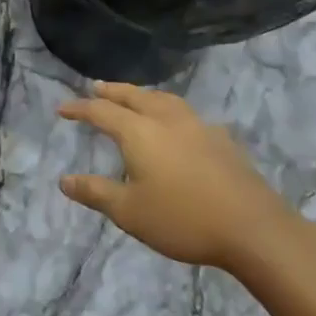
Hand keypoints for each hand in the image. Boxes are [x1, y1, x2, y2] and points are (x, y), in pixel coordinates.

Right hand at [57, 82, 295, 271]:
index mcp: (139, 133)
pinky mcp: (221, 140)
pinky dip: (170, 110)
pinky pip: (186, 114)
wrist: (254, 229)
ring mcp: (198, 127)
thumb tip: (64, 181)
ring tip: (135, 97)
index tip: (62, 109)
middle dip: (112, 91)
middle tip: (96, 87)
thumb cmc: (183, 219)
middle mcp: (167, 120)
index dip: (80, 109)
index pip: (102, 112)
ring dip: (143, 95)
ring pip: (164, 100)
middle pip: (134, 96)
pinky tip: (177, 125)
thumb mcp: (129, 212)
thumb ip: (96, 193)